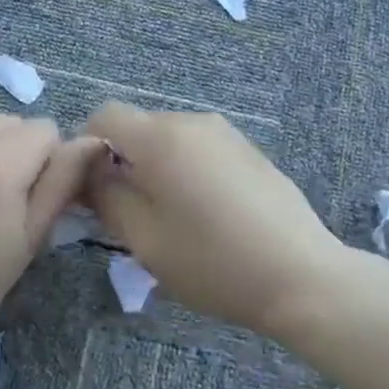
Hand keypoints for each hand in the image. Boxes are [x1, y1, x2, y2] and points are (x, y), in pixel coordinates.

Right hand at [82, 103, 344, 338]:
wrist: (300, 274)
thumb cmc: (212, 261)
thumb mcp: (144, 238)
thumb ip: (106, 196)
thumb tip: (89, 171)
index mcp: (160, 137)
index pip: (105, 114)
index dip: (88, 146)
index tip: (96, 189)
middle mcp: (191, 121)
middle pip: (138, 126)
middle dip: (124, 160)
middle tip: (132, 212)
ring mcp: (224, 132)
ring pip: (169, 137)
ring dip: (157, 166)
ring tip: (174, 217)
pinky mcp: (248, 148)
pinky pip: (199, 147)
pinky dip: (187, 169)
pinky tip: (209, 213)